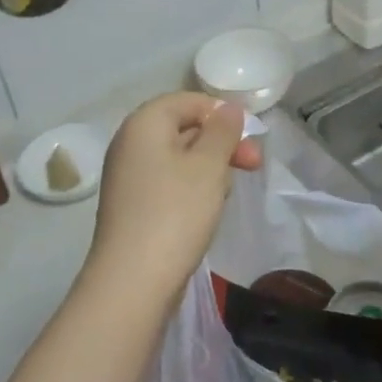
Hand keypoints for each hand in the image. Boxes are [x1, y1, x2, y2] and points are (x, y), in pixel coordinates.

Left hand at [84, 93, 261, 307]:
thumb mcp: (209, 166)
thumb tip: (227, 108)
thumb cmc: (176, 213)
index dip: (221, 113)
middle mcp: (130, 144)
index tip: (250, 137)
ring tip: (228, 192)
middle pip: (183, 128)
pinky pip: (168, 183)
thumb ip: (222, 131)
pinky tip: (207, 210)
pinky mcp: (132, 206)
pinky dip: (191, 189)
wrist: (133, 281)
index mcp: (144, 123)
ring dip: (209, 168)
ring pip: (178, 158)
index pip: (187, 100)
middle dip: (221, 143)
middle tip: (253, 164)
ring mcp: (128, 177)